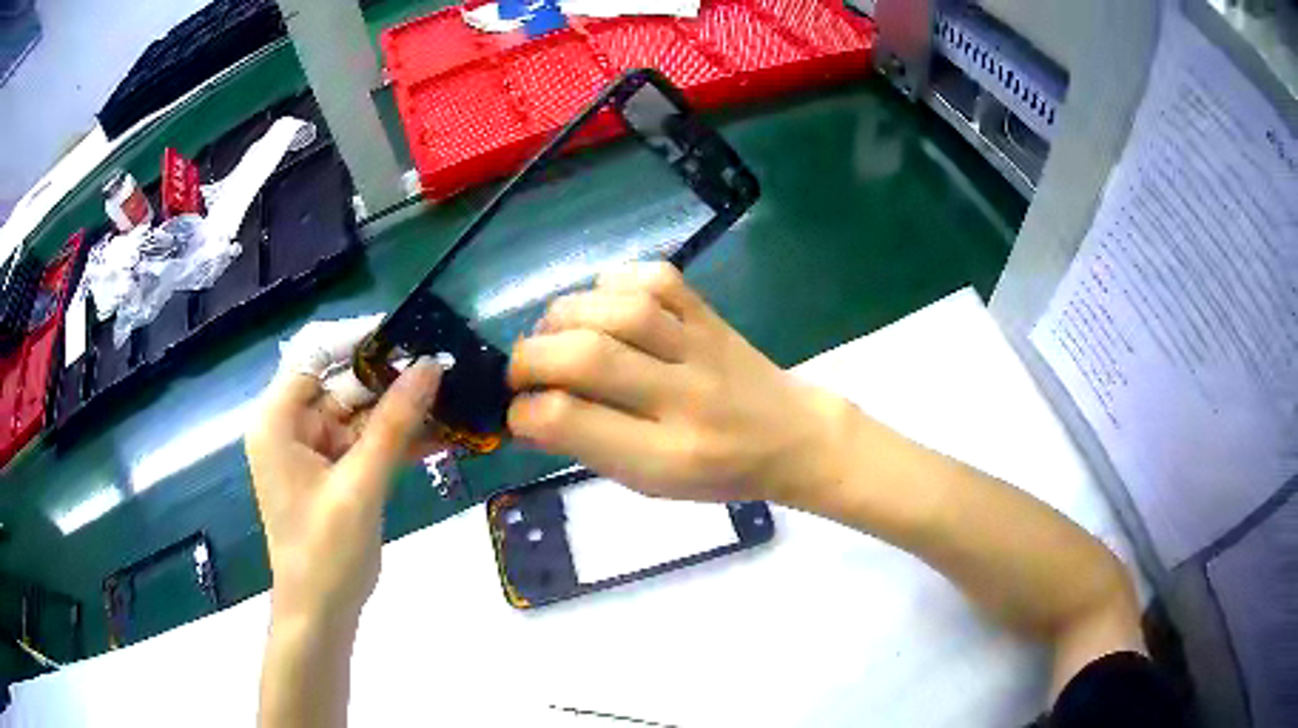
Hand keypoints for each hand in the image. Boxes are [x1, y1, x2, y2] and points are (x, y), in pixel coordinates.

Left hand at [246, 358, 441, 626]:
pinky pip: (365, 442)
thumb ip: (395, 423)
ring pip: (359, 412)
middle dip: (390, 377)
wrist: (321, 614)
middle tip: (443, 368)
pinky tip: (438, 435)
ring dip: (400, 410)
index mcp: (278, 419)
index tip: (410, 335)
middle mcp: (290, 425)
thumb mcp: (361, 485)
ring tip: (450, 398)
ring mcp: (312, 449)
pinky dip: (395, 439)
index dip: (360, 338)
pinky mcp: (332, 471)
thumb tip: (432, 365)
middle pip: (341, 382)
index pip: (315, 353)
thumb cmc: (327, 552)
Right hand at [508, 262, 851, 502]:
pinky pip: (657, 277)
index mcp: (667, 456)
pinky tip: (602, 304)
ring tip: (554, 334)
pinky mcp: (711, 315)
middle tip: (521, 370)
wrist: (793, 437)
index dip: (525, 411)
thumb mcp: (651, 482)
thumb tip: (527, 411)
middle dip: (530, 357)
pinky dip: (614, 282)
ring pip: (621, 311)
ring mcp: (703, 347)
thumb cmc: (717, 472)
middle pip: (589, 357)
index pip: (573, 422)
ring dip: (564, 316)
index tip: (517, 411)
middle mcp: (685, 397)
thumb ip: (590, 447)